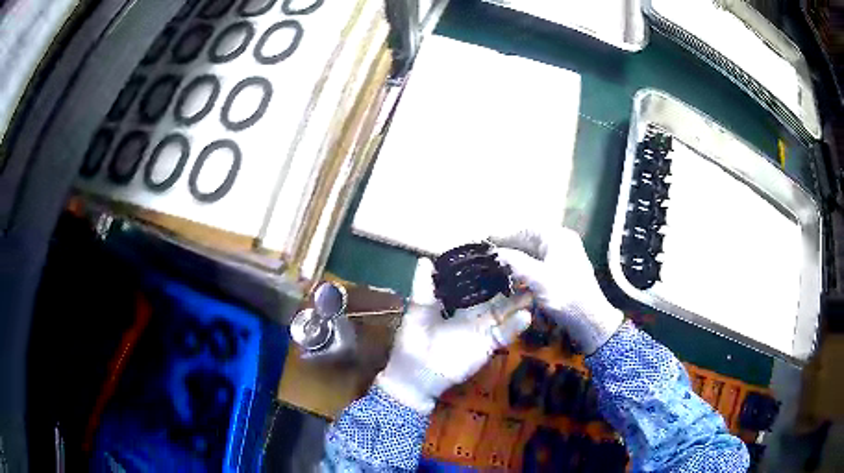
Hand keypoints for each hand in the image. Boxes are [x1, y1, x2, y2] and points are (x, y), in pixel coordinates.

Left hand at [376, 258, 531, 413]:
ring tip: (533, 288)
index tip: (500, 253)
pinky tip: (526, 315)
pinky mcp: (487, 346)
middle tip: (525, 265)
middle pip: (495, 296)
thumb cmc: (413, 344)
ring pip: (505, 313)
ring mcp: (482, 330)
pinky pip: (504, 334)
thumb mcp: (418, 312)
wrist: (416, 377)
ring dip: (518, 302)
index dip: (487, 271)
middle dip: (509, 283)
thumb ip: (423, 288)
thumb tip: (425, 259)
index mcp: (456, 305)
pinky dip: (515, 326)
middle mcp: (473, 315)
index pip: (475, 284)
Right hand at [490, 227, 623, 354]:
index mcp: (558, 237)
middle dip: (510, 246)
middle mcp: (562, 242)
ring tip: (497, 265)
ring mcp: (564, 256)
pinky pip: (540, 263)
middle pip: (530, 239)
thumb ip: (515, 262)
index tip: (486, 242)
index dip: (505, 235)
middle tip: (489, 255)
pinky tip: (514, 276)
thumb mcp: (537, 278)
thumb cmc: (565, 295)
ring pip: (534, 252)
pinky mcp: (563, 271)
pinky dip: (526, 267)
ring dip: (517, 258)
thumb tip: (494, 252)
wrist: (589, 319)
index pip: (526, 229)